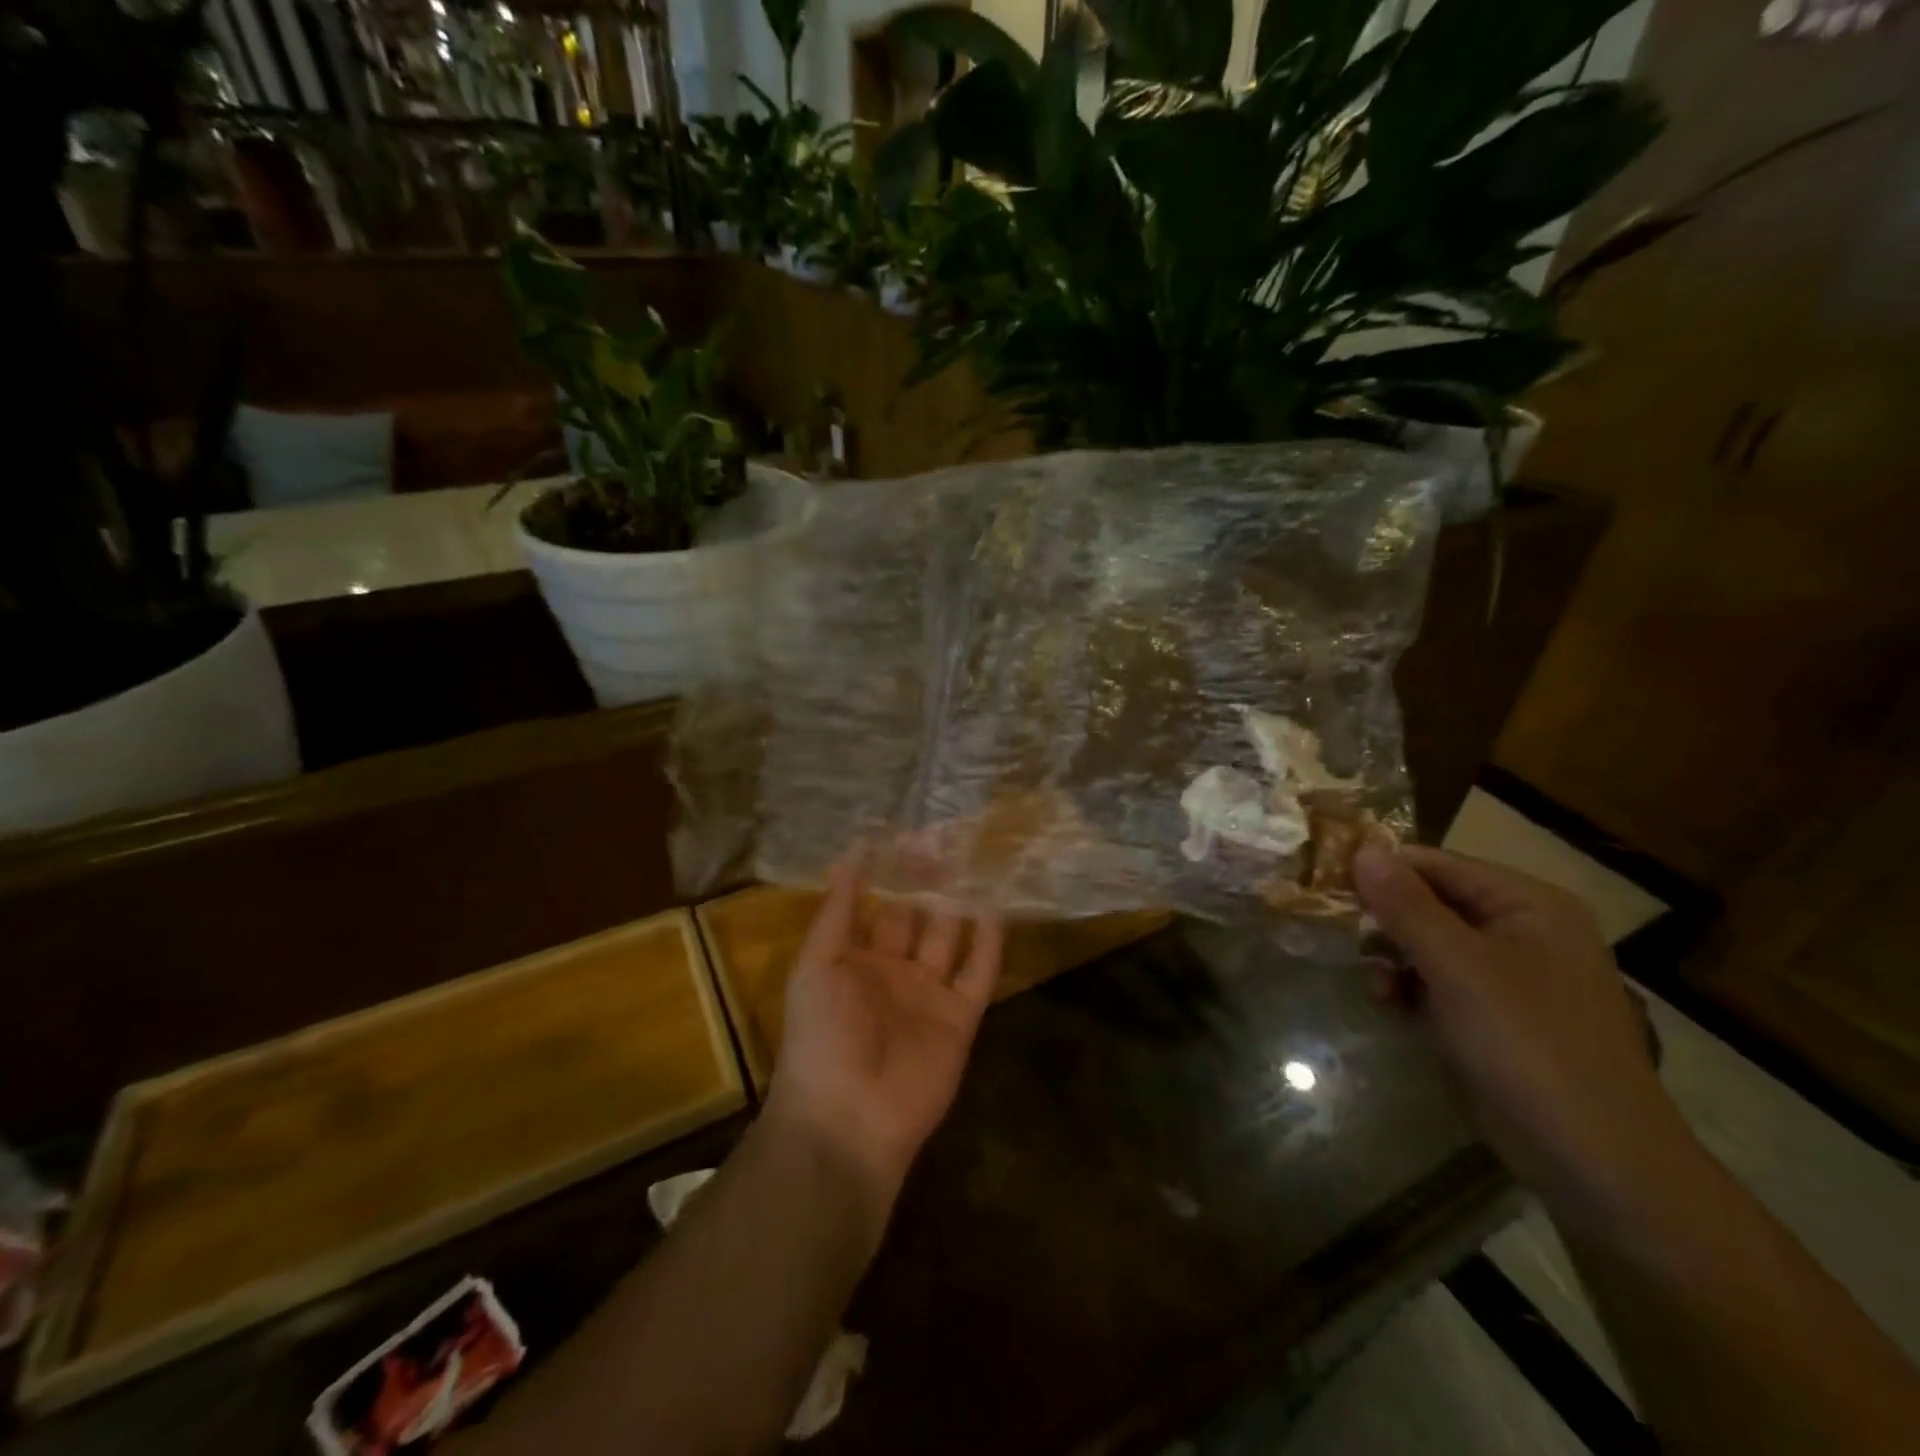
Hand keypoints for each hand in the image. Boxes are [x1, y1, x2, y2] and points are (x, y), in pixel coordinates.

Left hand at [765, 862, 1003, 1205]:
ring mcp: (929, 995)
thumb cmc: (821, 1034)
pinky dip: (989, 945)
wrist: (848, 1117)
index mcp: (856, 960)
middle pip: (918, 918)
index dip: (893, 873)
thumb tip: (849, 855)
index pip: (879, 906)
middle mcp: (895, 972)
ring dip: (960, 905)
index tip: (910, 834)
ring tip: (977, 862)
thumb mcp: (817, 965)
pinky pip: (978, 975)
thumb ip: (837, 912)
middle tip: (950, 838)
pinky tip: (997, 909)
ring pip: (950, 939)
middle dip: (930, 882)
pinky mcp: (960, 1019)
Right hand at [1352, 842, 1691, 1217]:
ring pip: (1428, 943)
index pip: (1436, 864)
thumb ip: (1406, 905)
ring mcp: (1509, 975)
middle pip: (1431, 902)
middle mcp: (1521, 930)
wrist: (1593, 1162)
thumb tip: (1362, 848)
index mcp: (1528, 905)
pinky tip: (1389, 1005)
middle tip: (1345, 939)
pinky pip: (1439, 981)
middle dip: (1385, 921)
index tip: (1328, 887)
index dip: (1382, 871)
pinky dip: (1410, 987)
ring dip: (1392, 958)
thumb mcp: (1457, 967)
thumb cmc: (1527, 1046)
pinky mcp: (1495, 1015)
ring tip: (1375, 986)